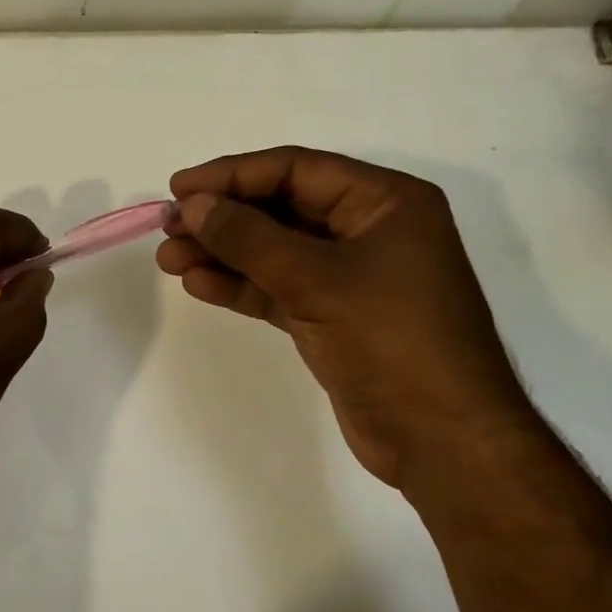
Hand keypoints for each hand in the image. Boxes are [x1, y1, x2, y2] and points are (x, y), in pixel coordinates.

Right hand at [157, 147, 540, 484]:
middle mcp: (368, 229)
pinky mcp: (332, 315)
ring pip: (274, 250)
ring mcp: (350, 275)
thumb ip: (249, 238)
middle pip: (281, 208)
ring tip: (168, 259)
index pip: (296, 170)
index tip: (180, 189)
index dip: (233, 175)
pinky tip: (198, 284)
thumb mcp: (317, 280)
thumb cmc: (392, 341)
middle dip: (223, 218)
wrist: (444, 441)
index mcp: (385, 202)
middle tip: (168, 227)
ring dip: (222, 253)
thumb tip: (193, 205)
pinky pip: (277, 287)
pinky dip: (240, 285)